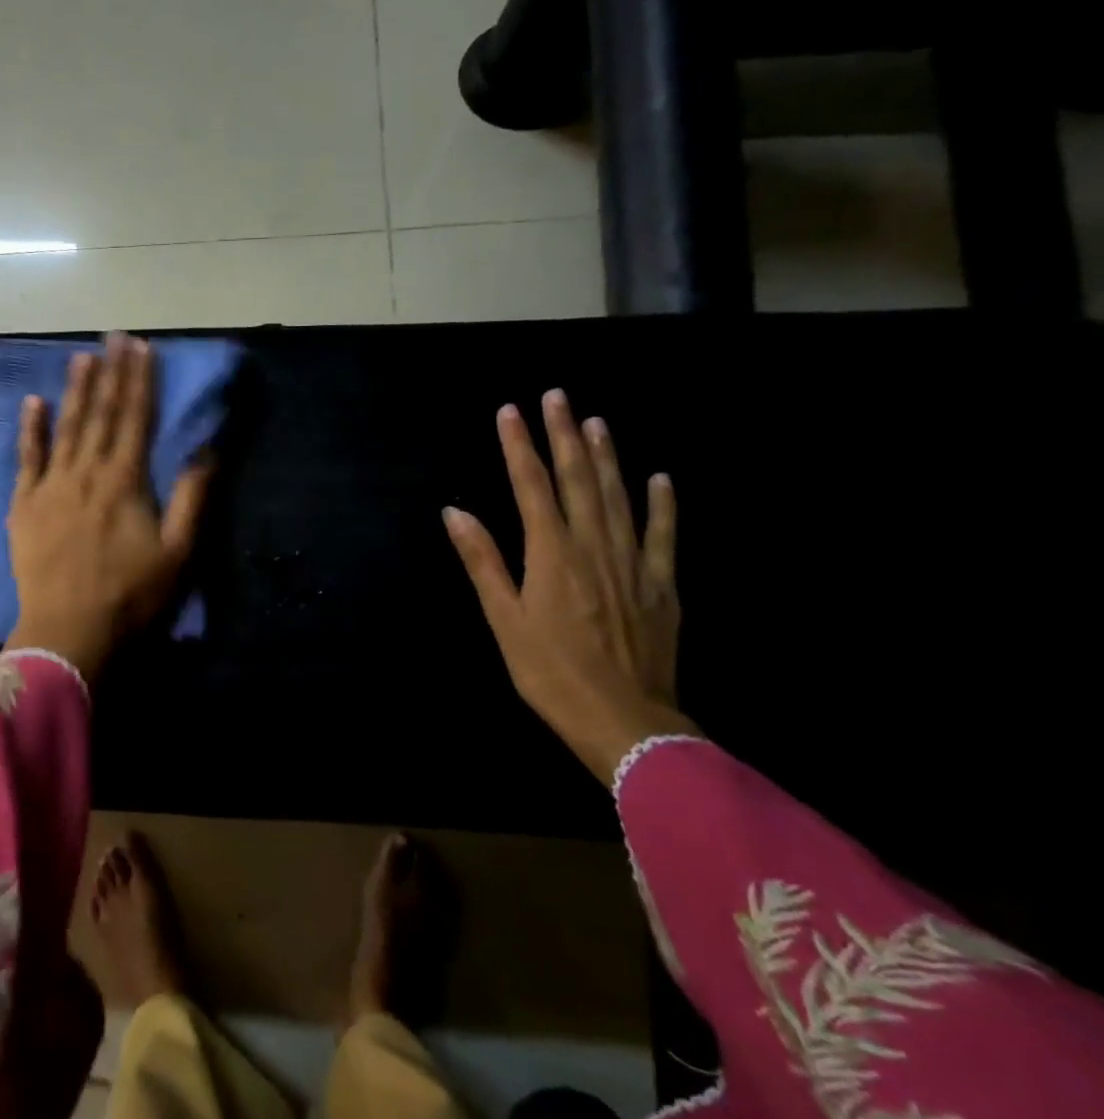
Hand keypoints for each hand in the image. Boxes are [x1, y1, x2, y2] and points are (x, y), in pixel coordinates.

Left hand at [6, 334, 213, 678]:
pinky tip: (32, 402)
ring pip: (65, 428)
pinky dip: (30, 429)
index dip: (140, 381)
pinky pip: (27, 459)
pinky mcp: (24, 506)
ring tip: (81, 356)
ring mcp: (50, 487)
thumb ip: (192, 497)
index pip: (135, 418)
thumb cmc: (130, 596)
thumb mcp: (178, 552)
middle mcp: (86, 472)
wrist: (68, 633)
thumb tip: (206, 449)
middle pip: (100, 414)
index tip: (142, 347)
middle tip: (114, 336)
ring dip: (75, 390)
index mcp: (125, 481)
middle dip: (110, 373)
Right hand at [443, 389, 696, 782]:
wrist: (624, 722)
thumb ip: (483, 561)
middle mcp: (593, 546)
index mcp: (551, 554)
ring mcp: (633, 563)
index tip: (510, 410)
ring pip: (618, 496)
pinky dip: (661, 504)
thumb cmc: (549, 672)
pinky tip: (659, 478)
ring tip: (596, 421)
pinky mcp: (661, 585)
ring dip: (607, 455)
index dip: (519, 446)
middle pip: (578, 479)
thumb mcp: (503, 619)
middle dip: (564, 434)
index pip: (532, 486)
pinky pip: (662, 535)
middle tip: (557, 396)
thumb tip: (455, 511)